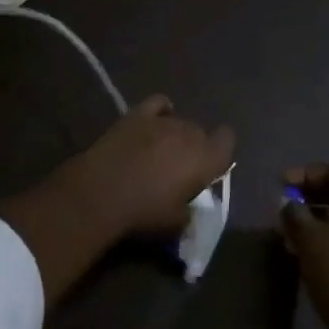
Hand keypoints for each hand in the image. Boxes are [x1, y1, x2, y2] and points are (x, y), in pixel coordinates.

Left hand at [65, 94, 236, 238]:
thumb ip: (190, 213)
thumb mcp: (175, 225)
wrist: (101, 193)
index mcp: (205, 158)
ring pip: (180, 121)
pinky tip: (155, 123)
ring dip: (175, 135)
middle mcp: (189, 132)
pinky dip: (161, 111)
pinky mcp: (138, 114)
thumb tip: (190, 208)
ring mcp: (163, 120)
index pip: (227, 140)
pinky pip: (159, 103)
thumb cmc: (144, 213)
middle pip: (201, 133)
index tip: (211, 167)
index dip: (221, 150)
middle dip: (194, 148)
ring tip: (159, 154)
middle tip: (179, 171)